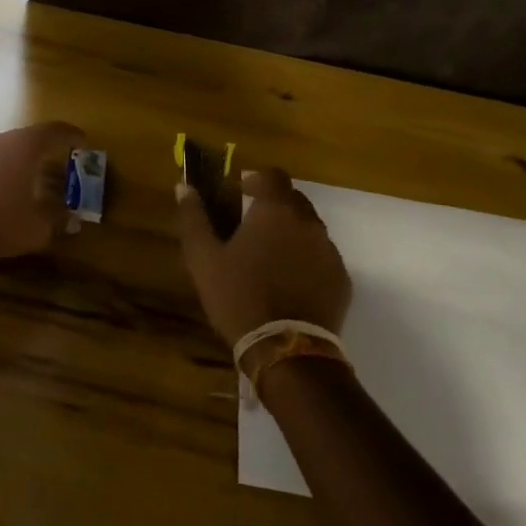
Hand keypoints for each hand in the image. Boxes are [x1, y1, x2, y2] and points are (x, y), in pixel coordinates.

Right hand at [177, 167, 350, 346]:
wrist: (286, 350)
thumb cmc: (239, 296)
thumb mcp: (203, 258)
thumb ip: (193, 218)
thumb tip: (184, 187)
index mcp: (276, 210)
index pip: (273, 175)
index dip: (256, 179)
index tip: (241, 192)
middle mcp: (308, 223)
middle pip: (294, 200)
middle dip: (274, 205)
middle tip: (251, 226)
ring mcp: (329, 252)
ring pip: (310, 229)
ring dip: (291, 233)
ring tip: (269, 258)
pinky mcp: (342, 280)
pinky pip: (322, 257)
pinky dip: (306, 260)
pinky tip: (289, 282)